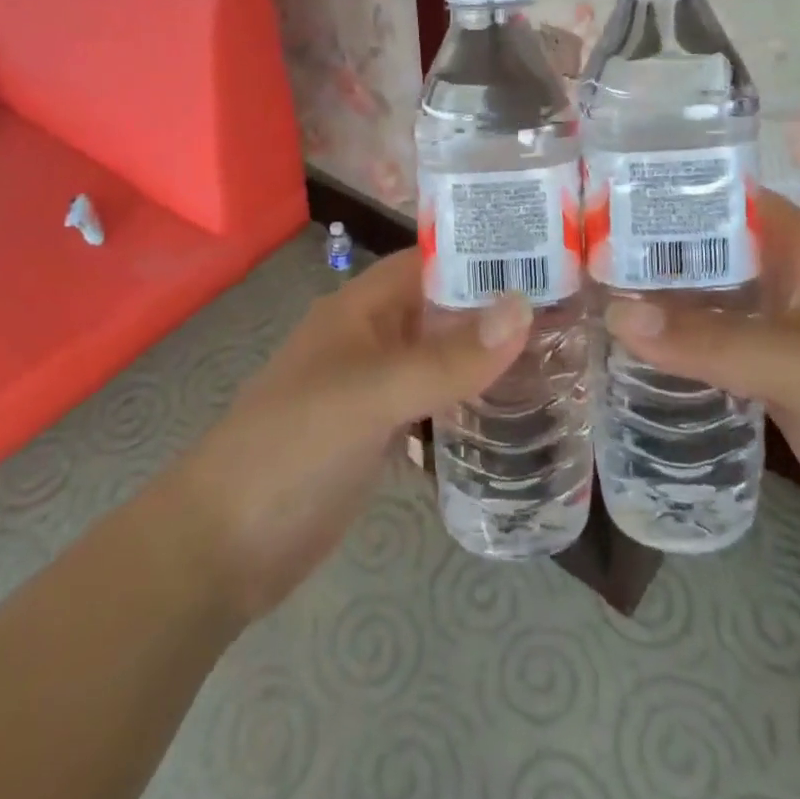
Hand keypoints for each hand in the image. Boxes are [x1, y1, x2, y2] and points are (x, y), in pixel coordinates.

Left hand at [172, 249, 528, 622]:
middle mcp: (373, 337)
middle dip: (497, 307)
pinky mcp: (381, 433)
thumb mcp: (370, 395)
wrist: (226, 545)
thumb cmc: (292, 446)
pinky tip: (517, 411)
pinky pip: (435, 403)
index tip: (551, 256)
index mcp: (362, 307)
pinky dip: (470, 402)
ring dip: (489, 356)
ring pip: (442, 357)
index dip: (484, 253)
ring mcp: (377, 387)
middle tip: (573, 311)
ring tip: (562, 355)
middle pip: (443, 308)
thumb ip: (445, 357)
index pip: (432, 260)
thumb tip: (523, 308)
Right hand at [605, 190, 799, 596]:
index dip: (670, 193)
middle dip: (648, 251)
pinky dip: (672, 350)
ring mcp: (778, 337)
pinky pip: (710, 354)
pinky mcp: (770, 386)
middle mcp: (787, 284)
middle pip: (707, 253)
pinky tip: (621, 353)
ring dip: (654, 303)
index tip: (600, 196)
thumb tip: (614, 314)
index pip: (728, 200)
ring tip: (581, 294)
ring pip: (705, 306)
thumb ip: (711, 341)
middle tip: (573, 251)